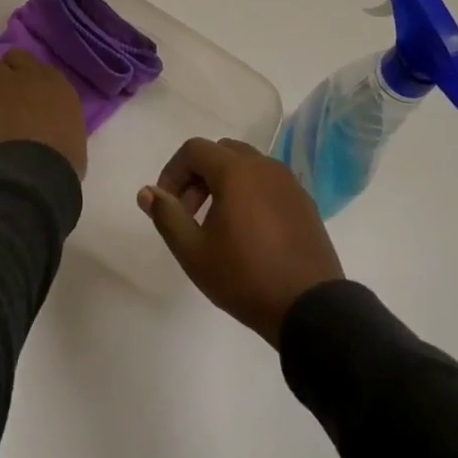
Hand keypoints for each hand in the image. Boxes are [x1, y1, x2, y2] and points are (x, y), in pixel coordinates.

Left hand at [0, 49, 87, 177]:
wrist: (35, 170)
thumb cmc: (61, 161)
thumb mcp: (74, 136)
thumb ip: (63, 123)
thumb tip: (52, 130)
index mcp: (59, 86)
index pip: (42, 69)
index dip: (30, 80)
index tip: (26, 97)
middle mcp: (32, 76)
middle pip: (14, 58)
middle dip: (6, 72)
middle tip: (1, 93)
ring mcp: (5, 82)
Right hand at [138, 137, 342, 345]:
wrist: (310, 308)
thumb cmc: (245, 277)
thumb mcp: (194, 252)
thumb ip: (167, 216)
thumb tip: (147, 192)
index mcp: (235, 170)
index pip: (194, 149)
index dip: (173, 171)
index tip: (167, 204)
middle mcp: (263, 165)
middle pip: (220, 152)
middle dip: (197, 175)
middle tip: (189, 213)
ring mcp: (288, 181)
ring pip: (246, 165)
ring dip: (224, 182)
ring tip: (217, 224)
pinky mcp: (304, 200)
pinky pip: (268, 182)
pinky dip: (250, 192)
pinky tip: (249, 231)